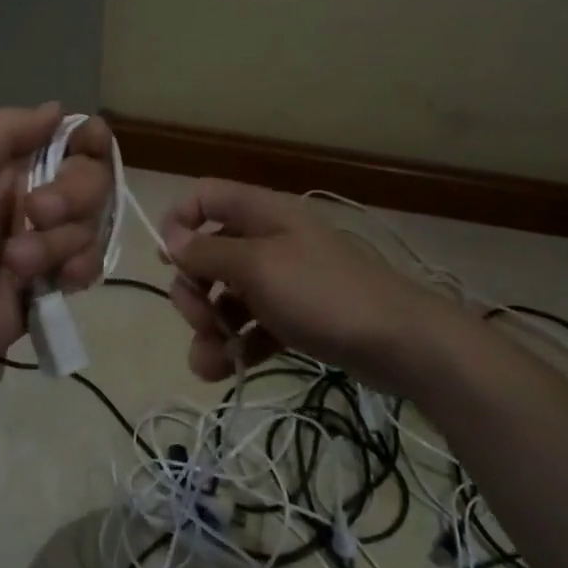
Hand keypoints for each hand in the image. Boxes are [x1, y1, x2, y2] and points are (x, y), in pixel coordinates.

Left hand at [0, 105, 113, 387]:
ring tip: (15, 264)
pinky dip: (79, 269)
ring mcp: (41, 247)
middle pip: (91, 181)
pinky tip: (57, 281)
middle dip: (73, 194)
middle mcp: (30, 201)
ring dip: (57, 242)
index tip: (92, 143)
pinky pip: (87, 268)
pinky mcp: (46, 289)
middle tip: (37, 213)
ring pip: (89, 226)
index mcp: (7, 167)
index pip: (68, 141)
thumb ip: (10, 128)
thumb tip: (59, 109)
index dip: (90, 139)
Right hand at [160, 179, 471, 388]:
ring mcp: (282, 279)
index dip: (178, 222)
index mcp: (260, 213)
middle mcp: (267, 239)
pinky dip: (237, 345)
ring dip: (209, 327)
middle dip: (193, 290)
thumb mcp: (258, 268)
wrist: (400, 343)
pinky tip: (229, 370)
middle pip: (208, 253)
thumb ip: (208, 252)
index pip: (204, 197)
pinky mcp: (294, 316)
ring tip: (210, 361)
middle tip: (200, 320)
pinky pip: (251, 324)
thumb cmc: (323, 294)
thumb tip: (169, 238)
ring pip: (226, 295)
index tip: (167, 261)